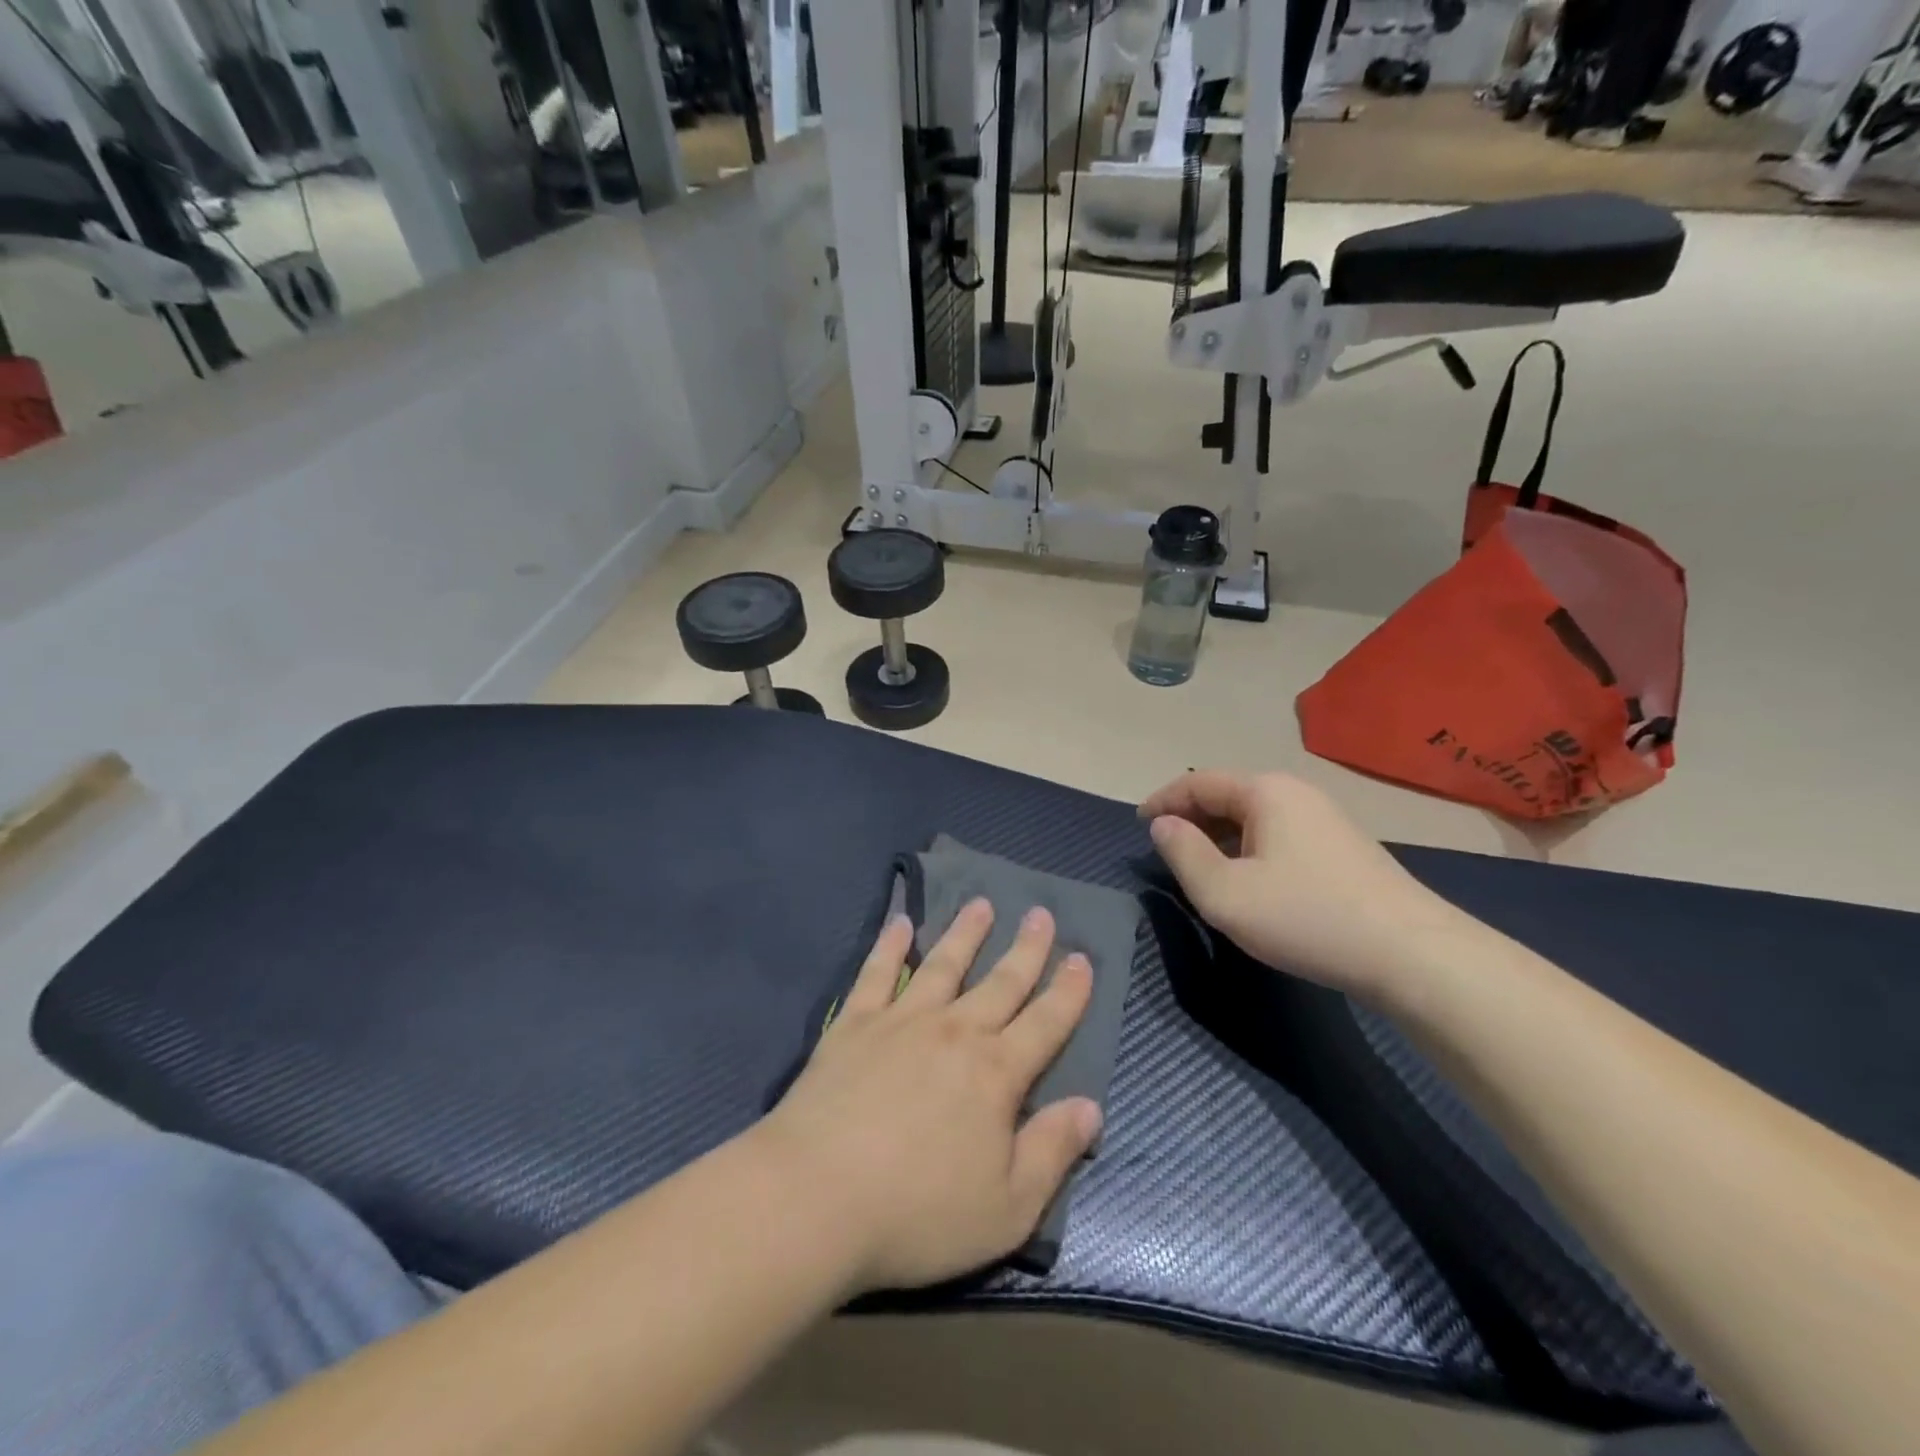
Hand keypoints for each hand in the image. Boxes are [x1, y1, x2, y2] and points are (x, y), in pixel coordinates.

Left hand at [754, 900, 1099, 1295]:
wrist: (816, 1197)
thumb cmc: (917, 1213)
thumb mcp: (1007, 1207)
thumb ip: (1053, 1152)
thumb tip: (1091, 1107)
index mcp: (996, 1073)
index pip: (1045, 1023)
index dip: (1068, 992)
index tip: (1082, 958)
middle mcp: (955, 1031)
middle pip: (1000, 981)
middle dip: (1027, 948)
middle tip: (1041, 913)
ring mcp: (902, 1020)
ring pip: (943, 964)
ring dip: (966, 932)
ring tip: (981, 904)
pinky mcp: (854, 1023)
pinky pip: (878, 972)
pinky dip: (889, 944)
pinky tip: (899, 922)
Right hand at [1141, 770, 1463, 1001]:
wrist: (1412, 954)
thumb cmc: (1306, 917)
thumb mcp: (1225, 893)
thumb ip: (1183, 854)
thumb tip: (1163, 825)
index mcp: (1265, 791)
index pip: (1198, 781)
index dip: (1163, 800)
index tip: (1138, 825)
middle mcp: (1296, 792)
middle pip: (1227, 794)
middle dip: (1191, 817)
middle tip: (1165, 849)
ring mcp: (1324, 818)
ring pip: (1254, 816)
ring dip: (1219, 835)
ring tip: (1200, 867)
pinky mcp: (1342, 847)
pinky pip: (1278, 834)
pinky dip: (1248, 847)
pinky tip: (1247, 880)